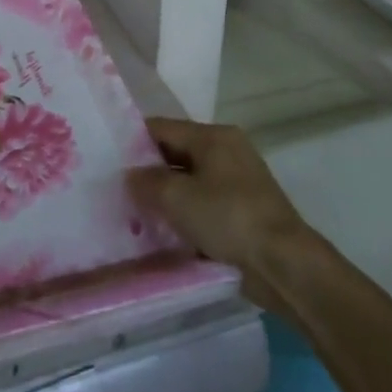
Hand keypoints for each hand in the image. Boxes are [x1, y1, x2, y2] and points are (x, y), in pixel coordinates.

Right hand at [127, 119, 312, 280]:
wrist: (284, 264)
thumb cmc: (228, 218)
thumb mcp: (177, 198)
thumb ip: (147, 182)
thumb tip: (131, 176)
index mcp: (214, 136)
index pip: (162, 127)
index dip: (133, 141)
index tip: (107, 160)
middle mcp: (227, 151)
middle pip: (176, 154)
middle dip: (149, 172)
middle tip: (118, 191)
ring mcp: (238, 182)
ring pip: (189, 182)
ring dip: (167, 197)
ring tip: (136, 215)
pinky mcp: (244, 212)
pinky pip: (204, 205)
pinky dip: (186, 215)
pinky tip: (165, 233)